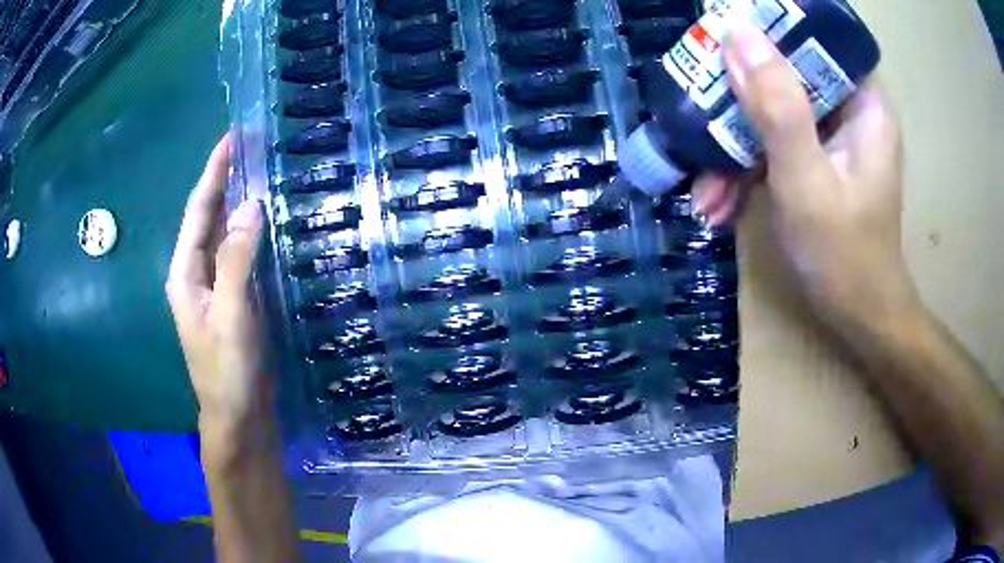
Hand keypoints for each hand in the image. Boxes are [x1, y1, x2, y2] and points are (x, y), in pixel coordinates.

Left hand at [166, 134, 270, 430]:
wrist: (239, 417)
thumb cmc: (227, 371)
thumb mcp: (231, 314)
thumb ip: (236, 259)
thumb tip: (251, 206)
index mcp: (185, 273)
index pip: (198, 211)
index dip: (214, 172)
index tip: (232, 137)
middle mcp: (196, 274)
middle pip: (208, 218)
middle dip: (226, 181)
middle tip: (252, 148)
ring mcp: (215, 288)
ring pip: (225, 235)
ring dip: (239, 204)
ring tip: (261, 173)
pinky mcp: (234, 300)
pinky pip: (240, 256)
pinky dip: (252, 233)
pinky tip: (267, 222)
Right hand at [694, 24, 919, 327]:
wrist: (858, 318)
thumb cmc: (844, 256)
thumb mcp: (807, 180)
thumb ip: (777, 107)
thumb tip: (736, 33)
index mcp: (864, 103)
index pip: (817, 38)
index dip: (772, 31)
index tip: (726, 42)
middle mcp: (849, 110)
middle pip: (787, 73)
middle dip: (739, 99)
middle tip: (699, 113)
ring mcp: (831, 137)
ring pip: (774, 112)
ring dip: (734, 145)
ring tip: (704, 189)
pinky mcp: (815, 160)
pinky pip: (775, 144)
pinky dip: (746, 169)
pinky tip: (718, 202)